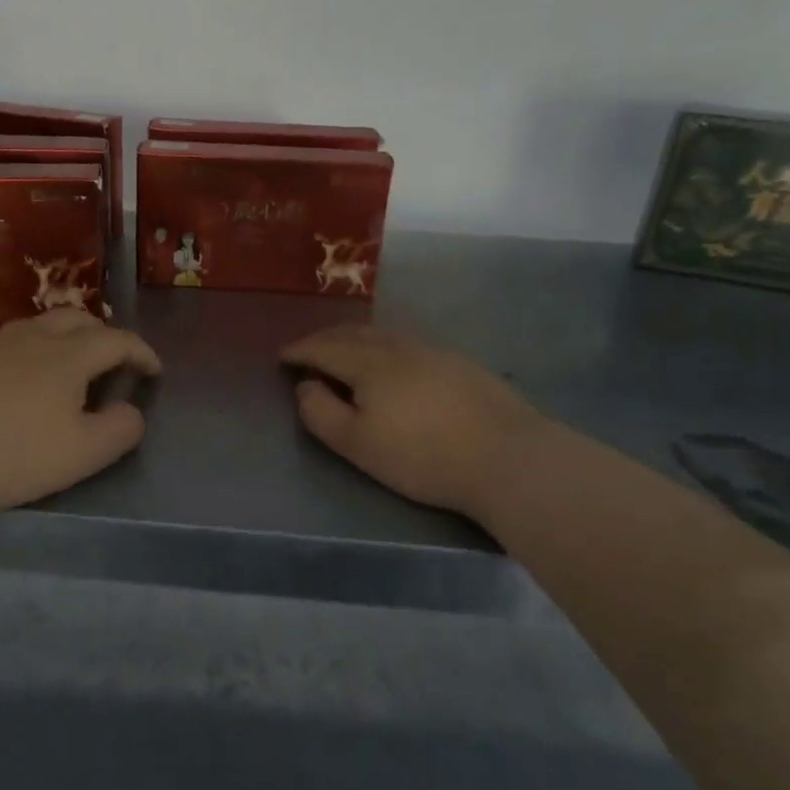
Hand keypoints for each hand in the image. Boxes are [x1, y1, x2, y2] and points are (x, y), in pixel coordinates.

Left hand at [0, 310, 159, 557]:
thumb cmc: (15, 455)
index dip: (142, 352)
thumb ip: (121, 429)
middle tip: (114, 363)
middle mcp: (33, 338)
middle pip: (78, 319)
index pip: (117, 340)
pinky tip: (26, 381)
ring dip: (67, 338)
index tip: (155, 372)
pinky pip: (13, 343)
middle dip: (105, 335)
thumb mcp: (85, 452)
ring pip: (41, 325)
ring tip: (73, 367)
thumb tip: (131, 411)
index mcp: (68, 355)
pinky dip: (36, 351)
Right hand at [282, 325, 548, 525]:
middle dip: (325, 338)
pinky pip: (408, 344)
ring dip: (356, 338)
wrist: (507, 456)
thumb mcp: (358, 444)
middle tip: (308, 349)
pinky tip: (393, 361)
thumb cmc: (422, 456)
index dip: (300, 350)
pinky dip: (385, 346)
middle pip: (354, 334)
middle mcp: (399, 347)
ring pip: (384, 335)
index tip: (281, 355)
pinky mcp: (460, 364)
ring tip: (345, 350)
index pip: (324, 348)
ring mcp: (433, 352)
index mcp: (369, 363)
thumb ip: (321, 414)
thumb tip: (305, 387)